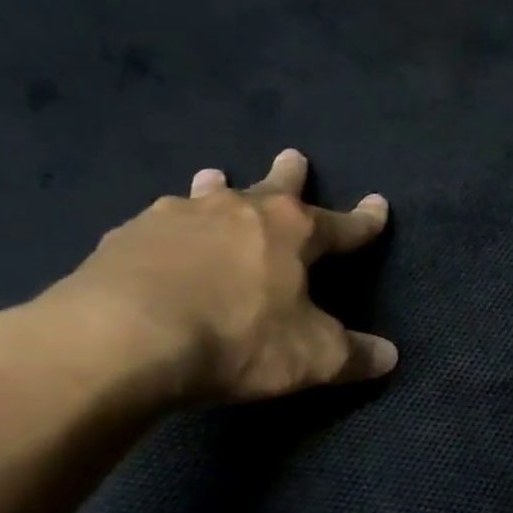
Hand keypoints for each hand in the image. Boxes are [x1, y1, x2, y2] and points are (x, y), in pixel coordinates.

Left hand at [8, 149, 397, 405]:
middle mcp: (237, 211)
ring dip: (217, 188)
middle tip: (294, 155)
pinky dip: (169, 227)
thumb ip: (353, 356)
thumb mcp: (310, 357)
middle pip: (273, 188)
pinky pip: (158, 224)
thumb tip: (390, 357)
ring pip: (207, 195)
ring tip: (214, 177)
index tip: (379, 206)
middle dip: (289, 174)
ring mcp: (177, 218)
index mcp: (290, 231)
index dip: (364, 221)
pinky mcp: (126, 236)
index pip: (341, 225)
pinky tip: (158, 236)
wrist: (122, 338)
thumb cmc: (237, 338)